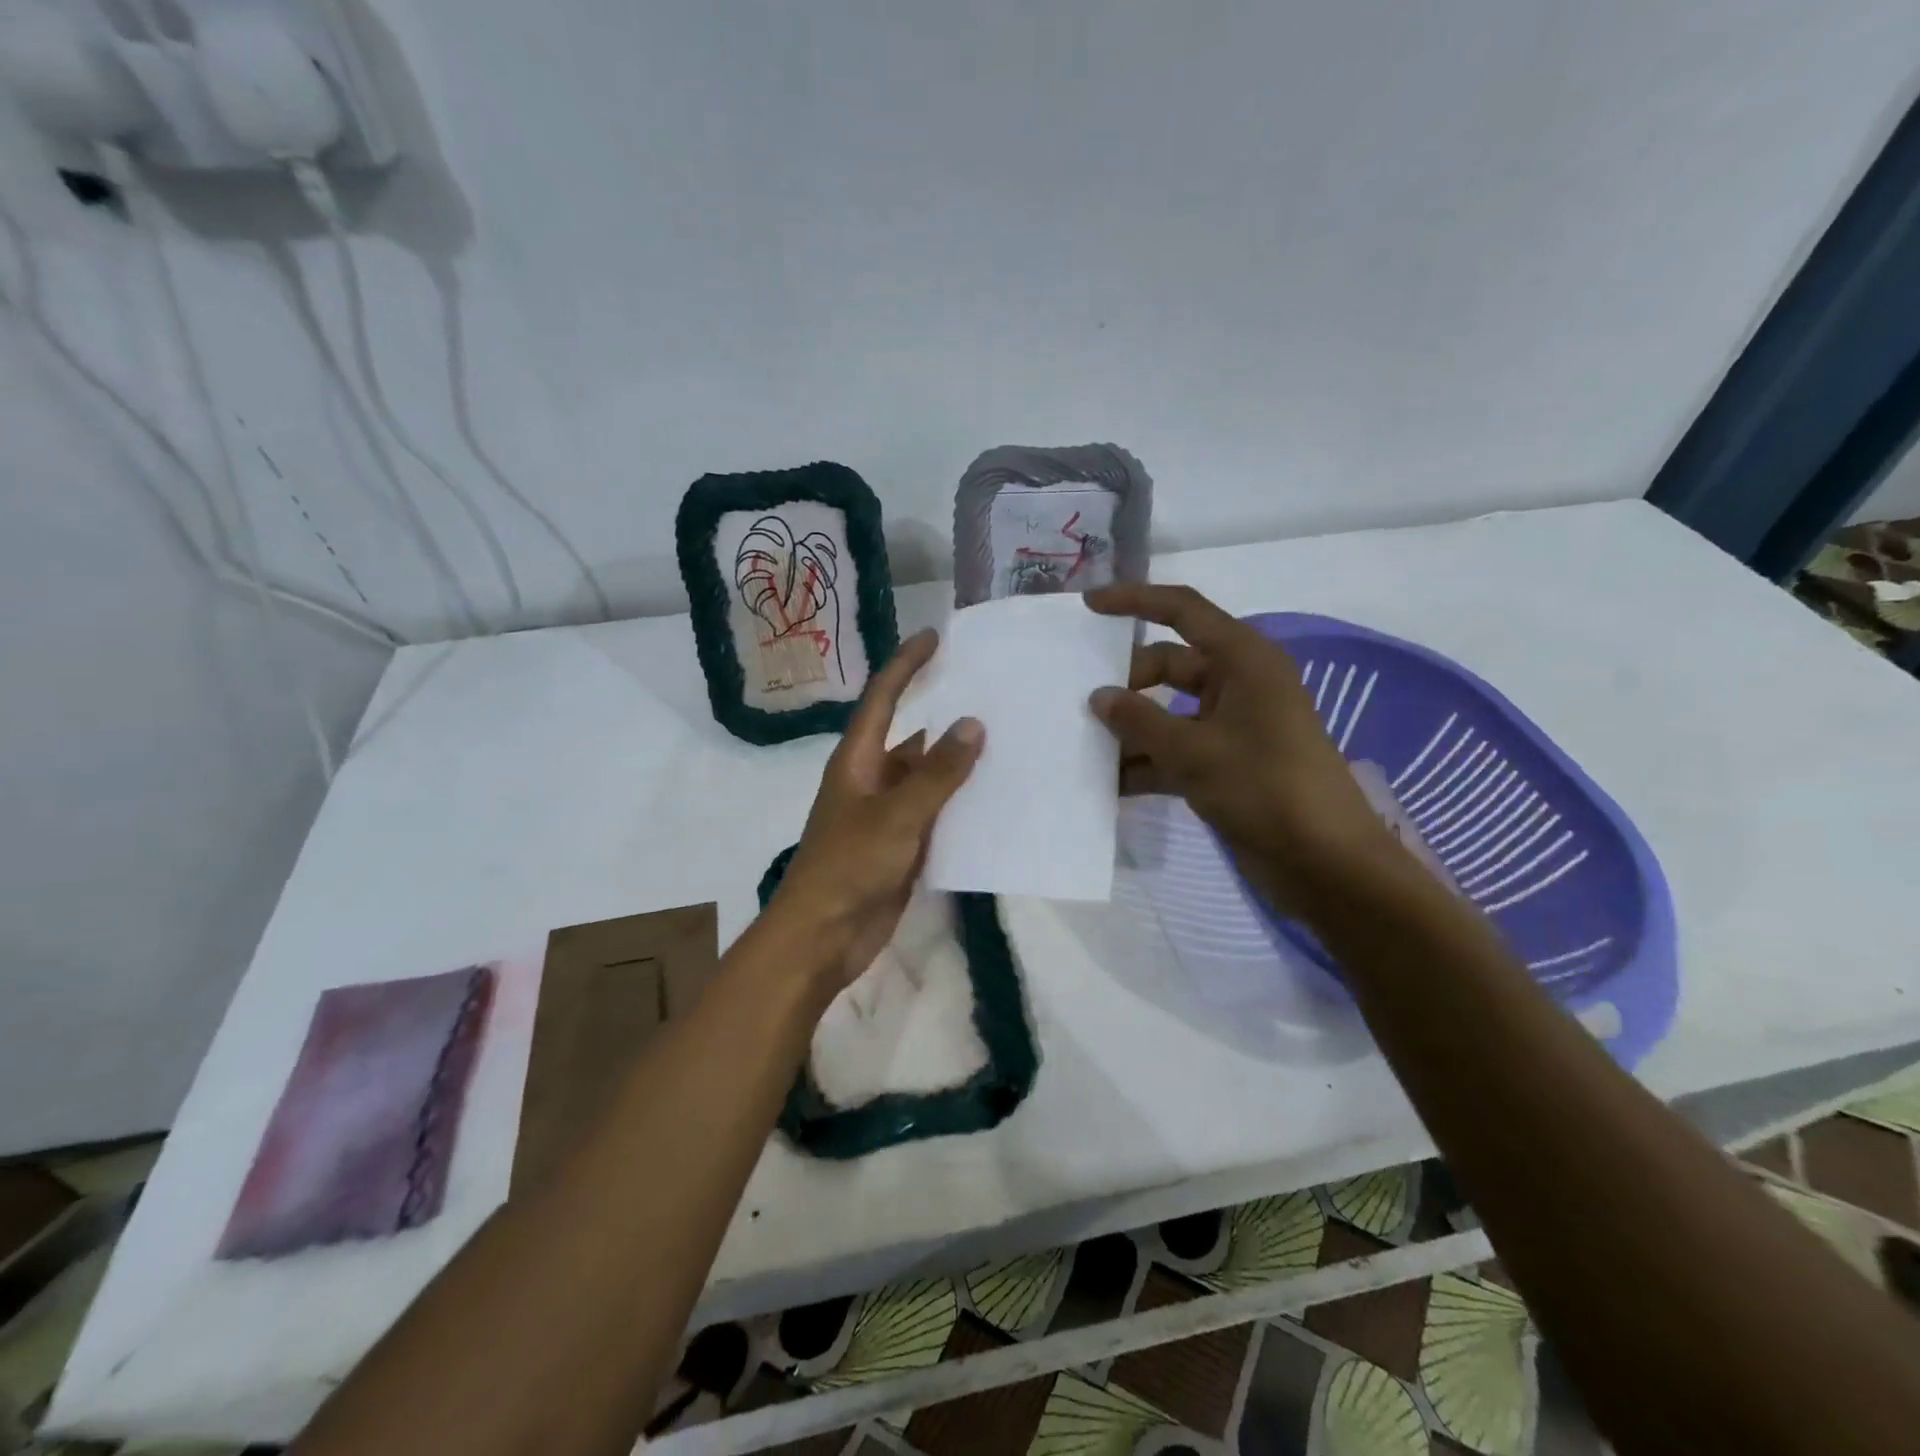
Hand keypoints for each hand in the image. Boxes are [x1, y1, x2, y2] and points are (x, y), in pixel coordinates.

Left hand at [769, 628, 983, 992]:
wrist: (823, 938)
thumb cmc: (849, 866)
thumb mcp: (897, 815)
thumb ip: (937, 772)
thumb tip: (973, 724)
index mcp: (858, 760)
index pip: (883, 698)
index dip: (906, 664)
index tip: (935, 637)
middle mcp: (872, 779)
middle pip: (913, 736)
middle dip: (947, 715)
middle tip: (994, 694)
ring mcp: (888, 815)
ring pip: (929, 778)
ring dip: (960, 764)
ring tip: (1010, 743)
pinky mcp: (902, 846)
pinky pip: (937, 815)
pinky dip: (962, 805)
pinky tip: (998, 800)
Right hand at [1085, 583, 1397, 919]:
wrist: (1324, 862)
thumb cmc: (1265, 788)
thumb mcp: (1193, 751)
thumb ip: (1140, 721)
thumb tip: (1098, 697)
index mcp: (1243, 660)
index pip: (1183, 611)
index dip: (1135, 602)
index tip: (1089, 606)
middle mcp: (1237, 684)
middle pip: (1168, 666)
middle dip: (1125, 683)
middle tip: (1077, 703)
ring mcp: (1230, 726)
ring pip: (1167, 712)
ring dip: (1131, 728)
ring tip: (1081, 742)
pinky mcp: (1224, 764)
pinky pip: (1175, 750)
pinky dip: (1145, 763)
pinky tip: (1108, 783)